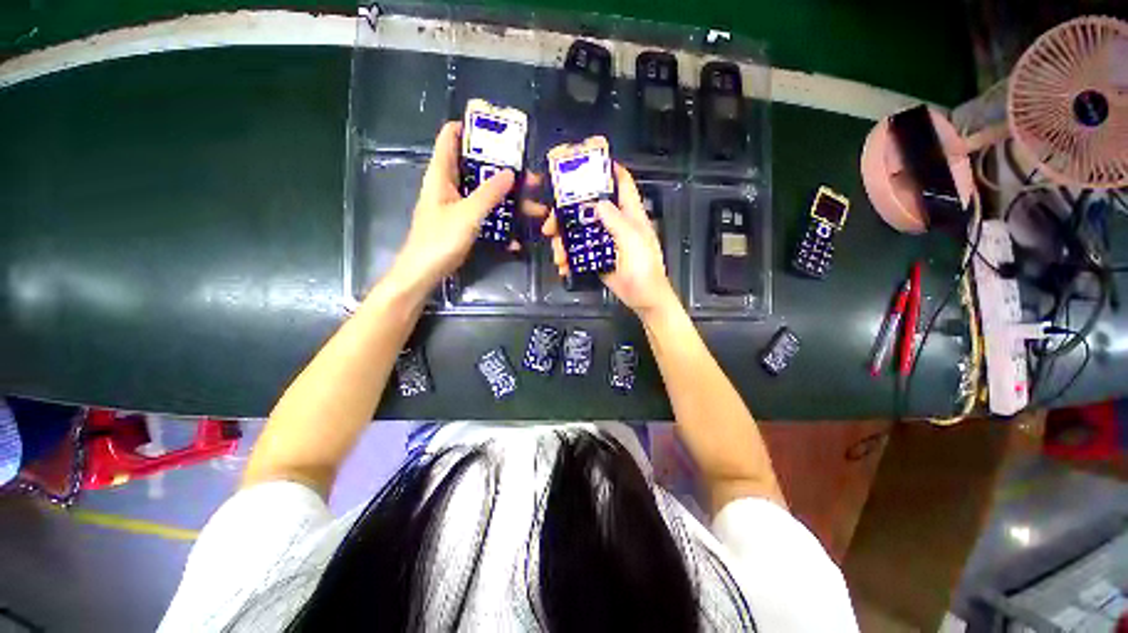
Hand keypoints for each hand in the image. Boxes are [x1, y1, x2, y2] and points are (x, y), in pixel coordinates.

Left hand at [389, 122, 515, 291]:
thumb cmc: (439, 240)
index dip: (470, 128)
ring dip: (510, 201)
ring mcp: (457, 207)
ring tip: (536, 208)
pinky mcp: (464, 224)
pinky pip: (486, 217)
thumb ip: (488, 193)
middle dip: (505, 171)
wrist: (424, 273)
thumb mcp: (467, 214)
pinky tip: (517, 238)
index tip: (499, 131)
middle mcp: (449, 186)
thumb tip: (510, 173)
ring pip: (486, 195)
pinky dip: (501, 223)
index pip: (450, 137)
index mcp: (441, 174)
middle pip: (477, 168)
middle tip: (531, 177)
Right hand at [543, 164, 677, 318]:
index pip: (622, 183)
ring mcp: (604, 241)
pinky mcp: (597, 257)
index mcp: (630, 213)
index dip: (608, 169)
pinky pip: (579, 251)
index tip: (585, 162)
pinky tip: (563, 266)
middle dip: (567, 212)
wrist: (642, 298)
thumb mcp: (632, 240)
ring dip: (563, 240)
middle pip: (589, 207)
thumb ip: (616, 220)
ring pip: (579, 231)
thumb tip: (597, 202)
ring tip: (557, 255)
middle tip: (550, 223)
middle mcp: (615, 223)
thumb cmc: (644, 267)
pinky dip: (568, 257)